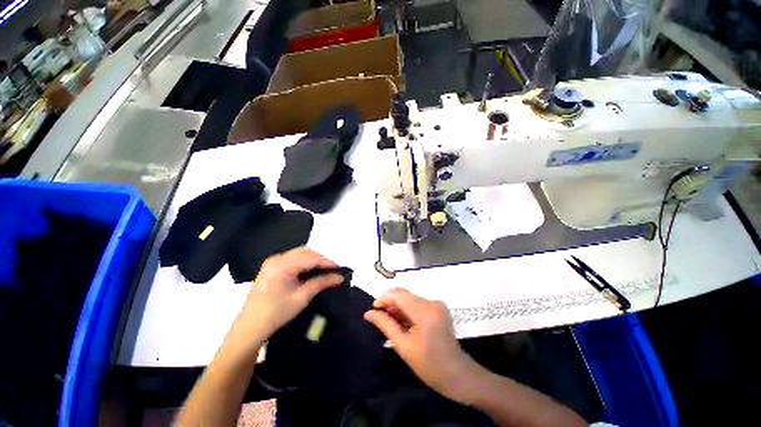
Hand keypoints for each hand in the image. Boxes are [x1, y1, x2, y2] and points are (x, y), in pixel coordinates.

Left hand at [236, 248, 343, 343]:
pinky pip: (292, 259)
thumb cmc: (276, 313)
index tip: (340, 268)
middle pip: (304, 252)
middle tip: (333, 269)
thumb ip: (321, 283)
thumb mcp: (302, 297)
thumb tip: (340, 277)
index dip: (327, 261)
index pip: (310, 258)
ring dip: (313, 260)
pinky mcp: (271, 267)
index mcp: (282, 265)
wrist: (250, 327)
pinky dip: (304, 262)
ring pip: (299, 254)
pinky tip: (310, 270)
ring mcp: (272, 262)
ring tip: (324, 269)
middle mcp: (277, 258)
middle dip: (320, 259)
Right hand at [364, 288, 480, 402]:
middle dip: (390, 303)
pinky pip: (418, 305)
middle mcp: (432, 302)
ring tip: (388, 321)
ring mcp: (437, 305)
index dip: (384, 298)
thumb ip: (385, 325)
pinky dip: (407, 311)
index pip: (399, 294)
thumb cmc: (428, 364)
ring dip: (398, 308)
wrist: (457, 374)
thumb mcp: (403, 345)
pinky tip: (400, 322)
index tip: (373, 309)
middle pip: (405, 296)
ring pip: (410, 300)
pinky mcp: (438, 309)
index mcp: (424, 311)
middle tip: (378, 317)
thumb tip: (368, 313)